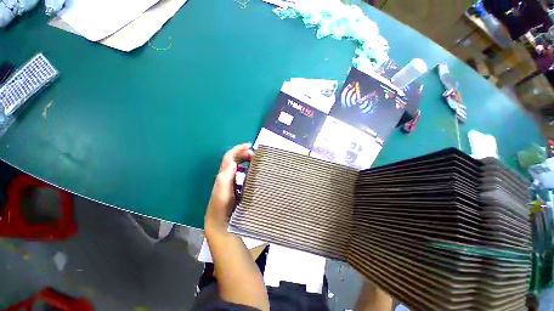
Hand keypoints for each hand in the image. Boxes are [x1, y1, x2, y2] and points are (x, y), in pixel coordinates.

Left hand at [205, 143, 253, 234]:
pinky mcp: (235, 185)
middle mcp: (226, 174)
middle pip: (234, 159)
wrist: (219, 220)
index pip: (229, 157)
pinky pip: (241, 172)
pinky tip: (252, 172)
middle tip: (255, 155)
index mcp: (223, 174)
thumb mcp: (222, 192)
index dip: (238, 149)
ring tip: (255, 160)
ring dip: (245, 160)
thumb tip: (234, 162)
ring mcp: (230, 180)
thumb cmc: (221, 206)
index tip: (250, 145)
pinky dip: (247, 168)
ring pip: (237, 165)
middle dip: (243, 153)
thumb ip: (226, 177)